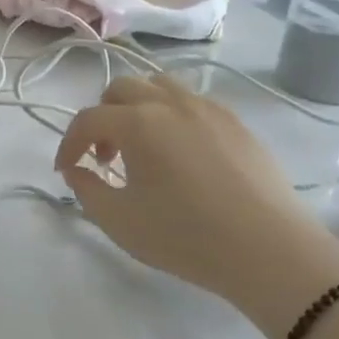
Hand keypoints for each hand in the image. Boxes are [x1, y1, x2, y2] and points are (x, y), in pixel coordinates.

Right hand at [56, 75, 338, 338]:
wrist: (272, 252)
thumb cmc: (186, 237)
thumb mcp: (120, 221)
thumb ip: (86, 190)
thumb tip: (77, 170)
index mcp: (137, 122)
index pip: (87, 119)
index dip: (69, 144)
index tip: (67, 171)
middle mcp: (169, 103)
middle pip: (120, 89)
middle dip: (102, 118)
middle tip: (105, 157)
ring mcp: (207, 108)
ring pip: (158, 86)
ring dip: (137, 108)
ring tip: (142, 146)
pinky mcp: (237, 123)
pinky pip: (192, 102)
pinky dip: (172, 115)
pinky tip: (180, 152)